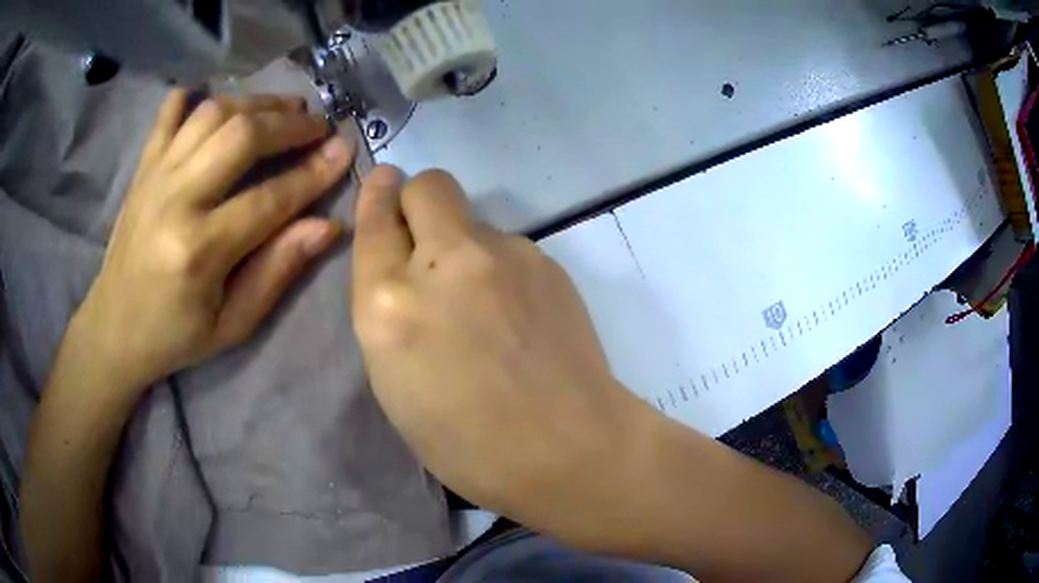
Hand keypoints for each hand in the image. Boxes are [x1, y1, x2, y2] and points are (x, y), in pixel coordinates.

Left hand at [74, 89, 354, 390]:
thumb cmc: (175, 336)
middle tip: (317, 124)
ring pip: (211, 114)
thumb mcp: (233, 324)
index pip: (269, 198)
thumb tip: (327, 227)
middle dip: (288, 124)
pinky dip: (192, 98)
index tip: (346, 150)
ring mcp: (154, 177)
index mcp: (199, 251)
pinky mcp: (142, 169)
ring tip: (282, 109)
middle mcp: (175, 201)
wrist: (114, 329)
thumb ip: (277, 271)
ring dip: (254, 103)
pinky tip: (214, 99)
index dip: (314, 173)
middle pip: (241, 136)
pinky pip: (168, 115)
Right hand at [351, 166, 653, 540]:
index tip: (383, 184)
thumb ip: (389, 313)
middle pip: (429, 185)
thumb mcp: (395, 385)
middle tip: (426, 239)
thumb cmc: (467, 444)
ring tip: (484, 303)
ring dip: (464, 244)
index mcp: (390, 305)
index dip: (375, 198)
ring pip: (472, 219)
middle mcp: (444, 263)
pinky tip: (518, 313)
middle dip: (418, 199)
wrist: (569, 448)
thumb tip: (401, 268)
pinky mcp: (547, 262)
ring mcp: (504, 255)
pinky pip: (508, 246)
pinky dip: (500, 267)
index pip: (375, 222)